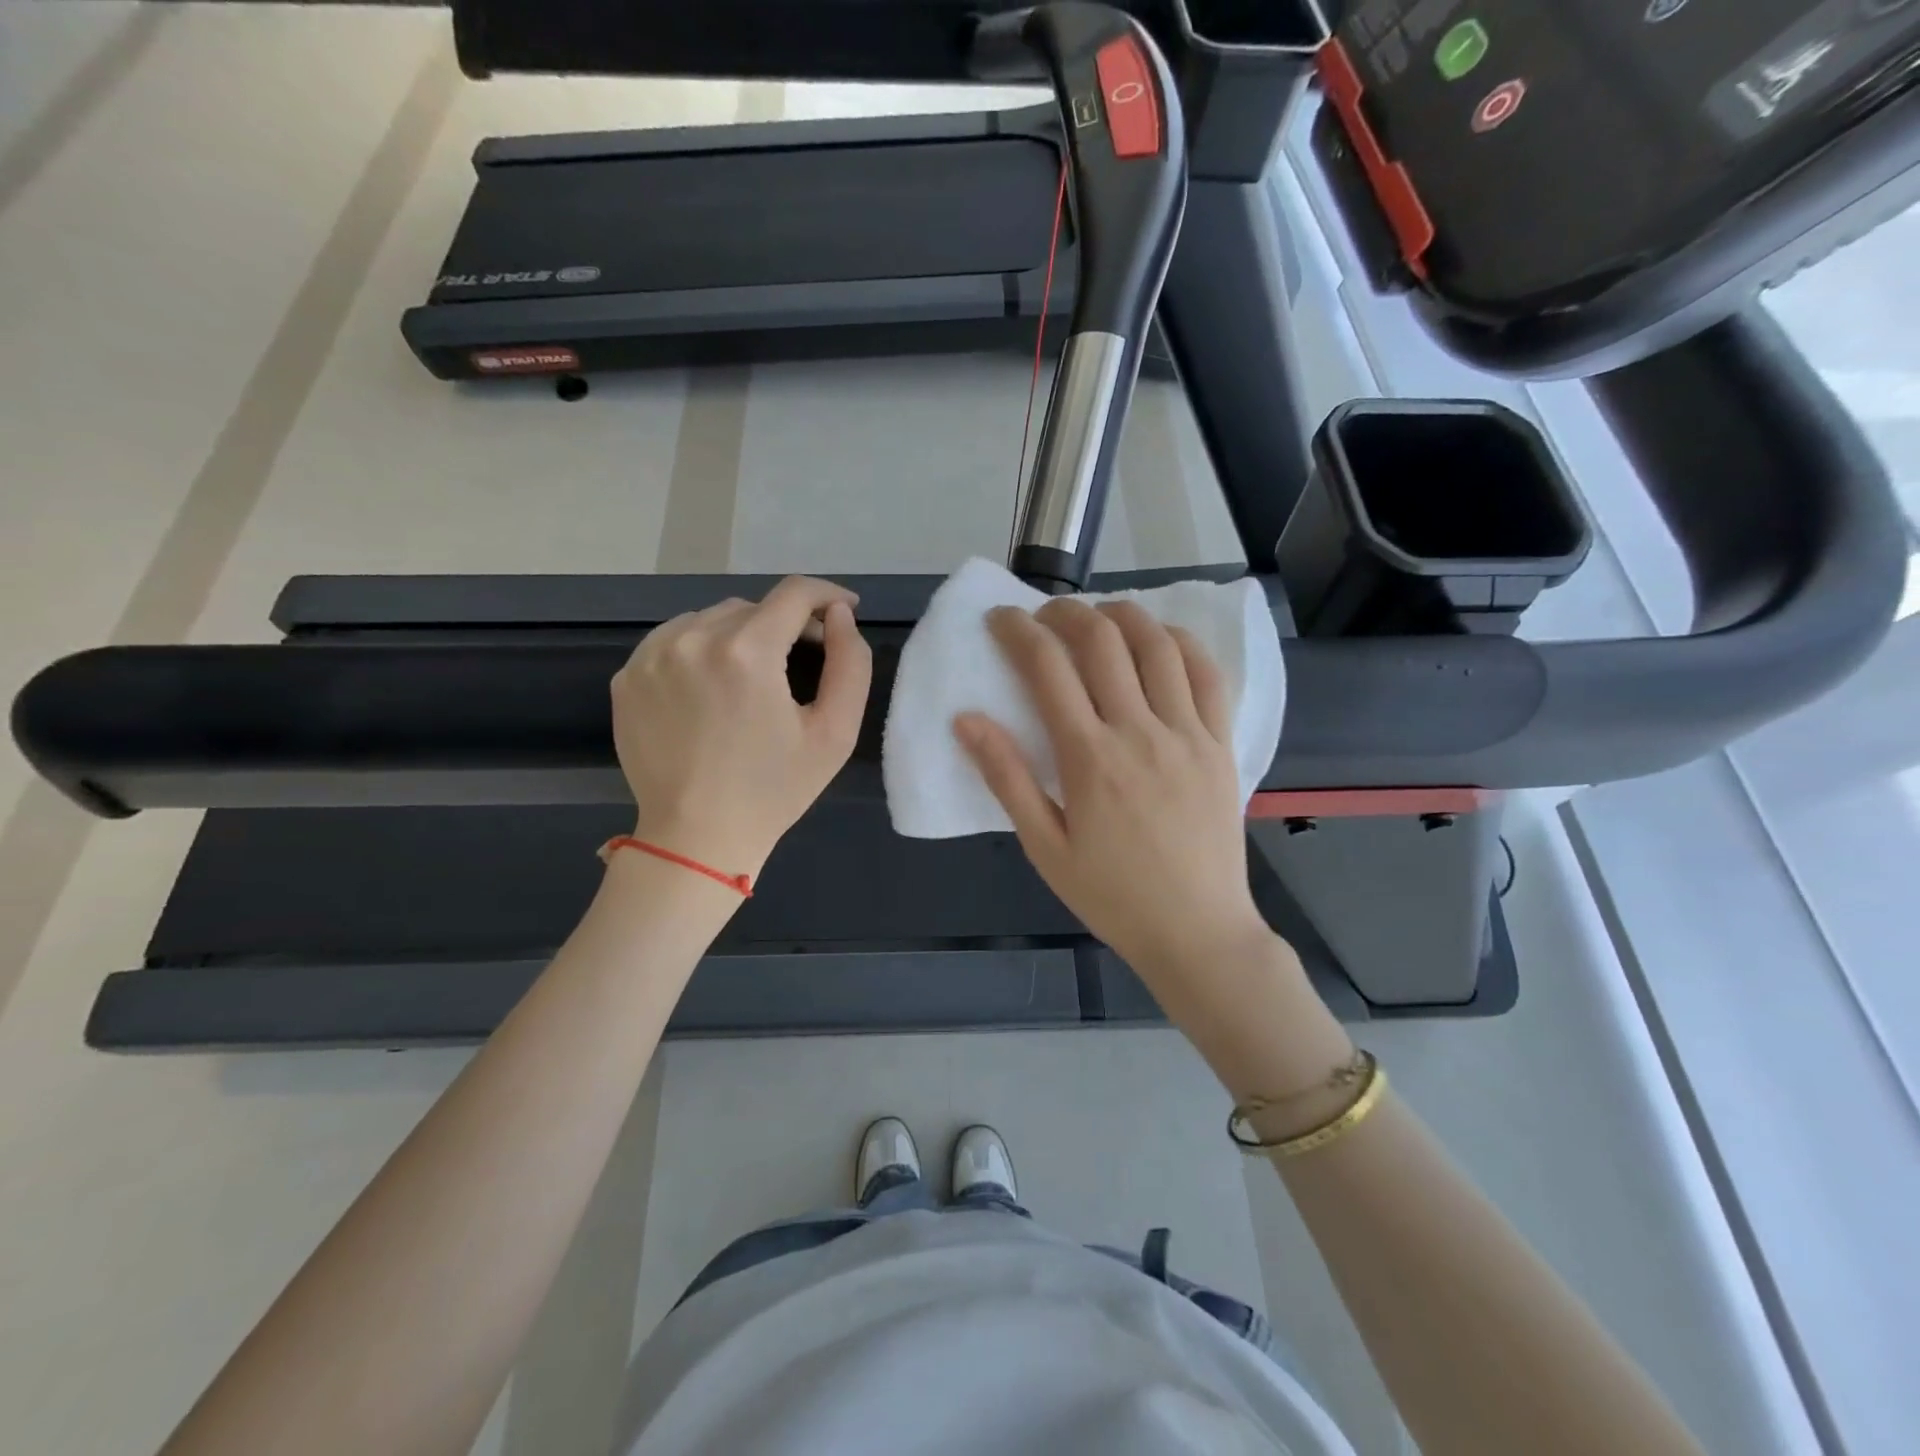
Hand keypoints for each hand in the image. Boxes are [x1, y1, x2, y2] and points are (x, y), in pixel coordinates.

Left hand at [611, 577, 871, 877]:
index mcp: (747, 652)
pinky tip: (711, 687)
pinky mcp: (626, 677)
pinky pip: (673, 641)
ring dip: (740, 635)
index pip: (794, 594)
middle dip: (785, 625)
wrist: (697, 839)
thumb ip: (851, 664)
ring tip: (753, 676)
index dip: (827, 595)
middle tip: (803, 659)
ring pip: (710, 620)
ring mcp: (651, 657)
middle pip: (753, 607)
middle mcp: (692, 639)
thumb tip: (840, 617)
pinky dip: (699, 650)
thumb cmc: (775, 790)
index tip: (844, 610)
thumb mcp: (835, 733)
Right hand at [954, 600, 1273, 1000]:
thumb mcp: (1045, 847)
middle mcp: (1140, 731)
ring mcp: (1187, 733)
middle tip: (1043, 615)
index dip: (1018, 631)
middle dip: (1065, 613)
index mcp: (1089, 758)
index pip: (1047, 668)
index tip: (1001, 618)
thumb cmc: (1112, 895)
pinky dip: (1180, 643)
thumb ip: (1006, 778)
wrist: (1196, 930)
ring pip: (1157, 645)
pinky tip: (1160, 639)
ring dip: (1122, 615)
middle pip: (1102, 641)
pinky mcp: (1220, 743)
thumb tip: (966, 719)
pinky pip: (1207, 674)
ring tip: (1098, 616)